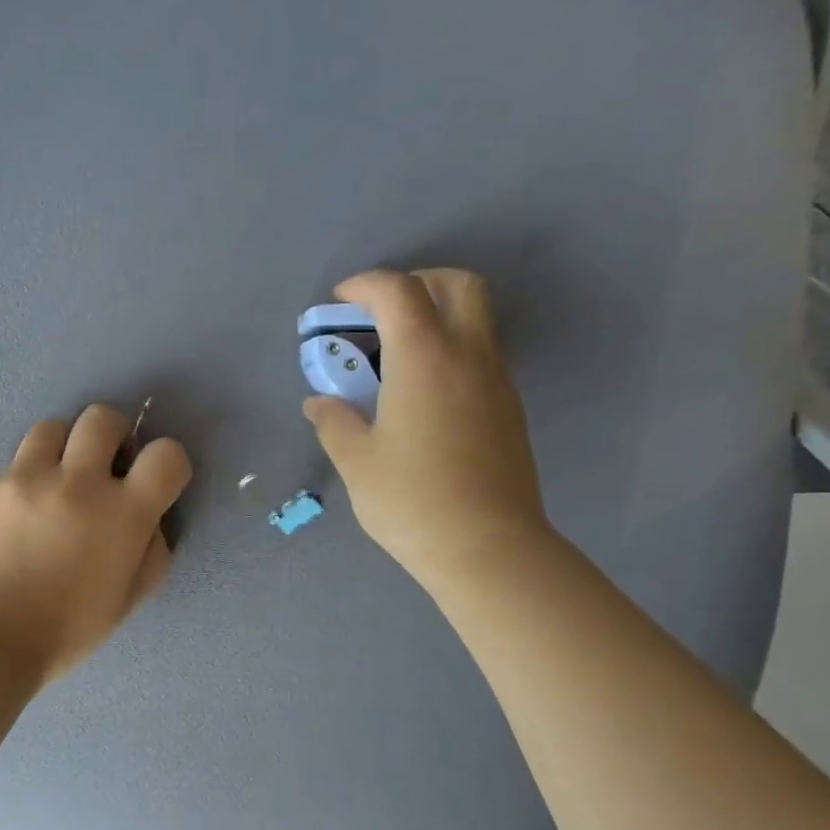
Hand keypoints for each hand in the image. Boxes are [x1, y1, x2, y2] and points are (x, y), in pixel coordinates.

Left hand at [0, 404, 192, 684]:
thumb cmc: (68, 630)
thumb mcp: (130, 598)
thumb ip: (152, 551)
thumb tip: (149, 519)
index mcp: (122, 514)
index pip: (166, 454)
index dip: (168, 462)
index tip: (155, 480)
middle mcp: (77, 483)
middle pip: (102, 418)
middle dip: (112, 435)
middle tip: (103, 466)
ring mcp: (26, 479)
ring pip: (52, 428)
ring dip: (64, 449)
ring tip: (56, 481)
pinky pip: (13, 467)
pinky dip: (23, 484)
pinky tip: (15, 520)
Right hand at [303, 268, 549, 591]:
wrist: (487, 546)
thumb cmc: (411, 499)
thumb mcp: (356, 461)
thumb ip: (334, 422)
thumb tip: (320, 403)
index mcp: (424, 357)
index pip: (398, 291)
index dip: (365, 285)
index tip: (340, 301)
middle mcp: (468, 355)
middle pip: (457, 285)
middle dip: (418, 282)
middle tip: (383, 312)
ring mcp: (497, 380)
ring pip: (476, 319)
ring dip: (438, 317)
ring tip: (397, 356)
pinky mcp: (509, 408)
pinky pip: (482, 355)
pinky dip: (452, 350)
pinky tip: (423, 394)